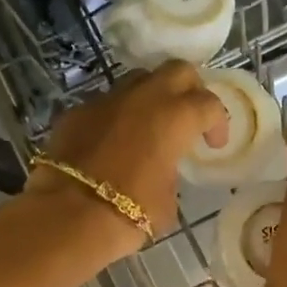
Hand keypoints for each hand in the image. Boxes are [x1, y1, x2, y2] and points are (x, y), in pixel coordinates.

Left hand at [25, 61, 228, 255]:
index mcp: (175, 117)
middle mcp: (143, 97)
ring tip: (150, 125)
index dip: (218, 123)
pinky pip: (104, 104)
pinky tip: (112, 142)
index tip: (213, 144)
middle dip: (189, 88)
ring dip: (150, 97)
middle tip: (189, 115)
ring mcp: (106, 100)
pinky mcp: (76, 112)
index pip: (209, 104)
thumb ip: (171, 172)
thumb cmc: (130, 212)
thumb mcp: (168, 200)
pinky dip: (116, 116)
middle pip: (177, 71)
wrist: (69, 216)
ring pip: (138, 81)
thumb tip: (163, 169)